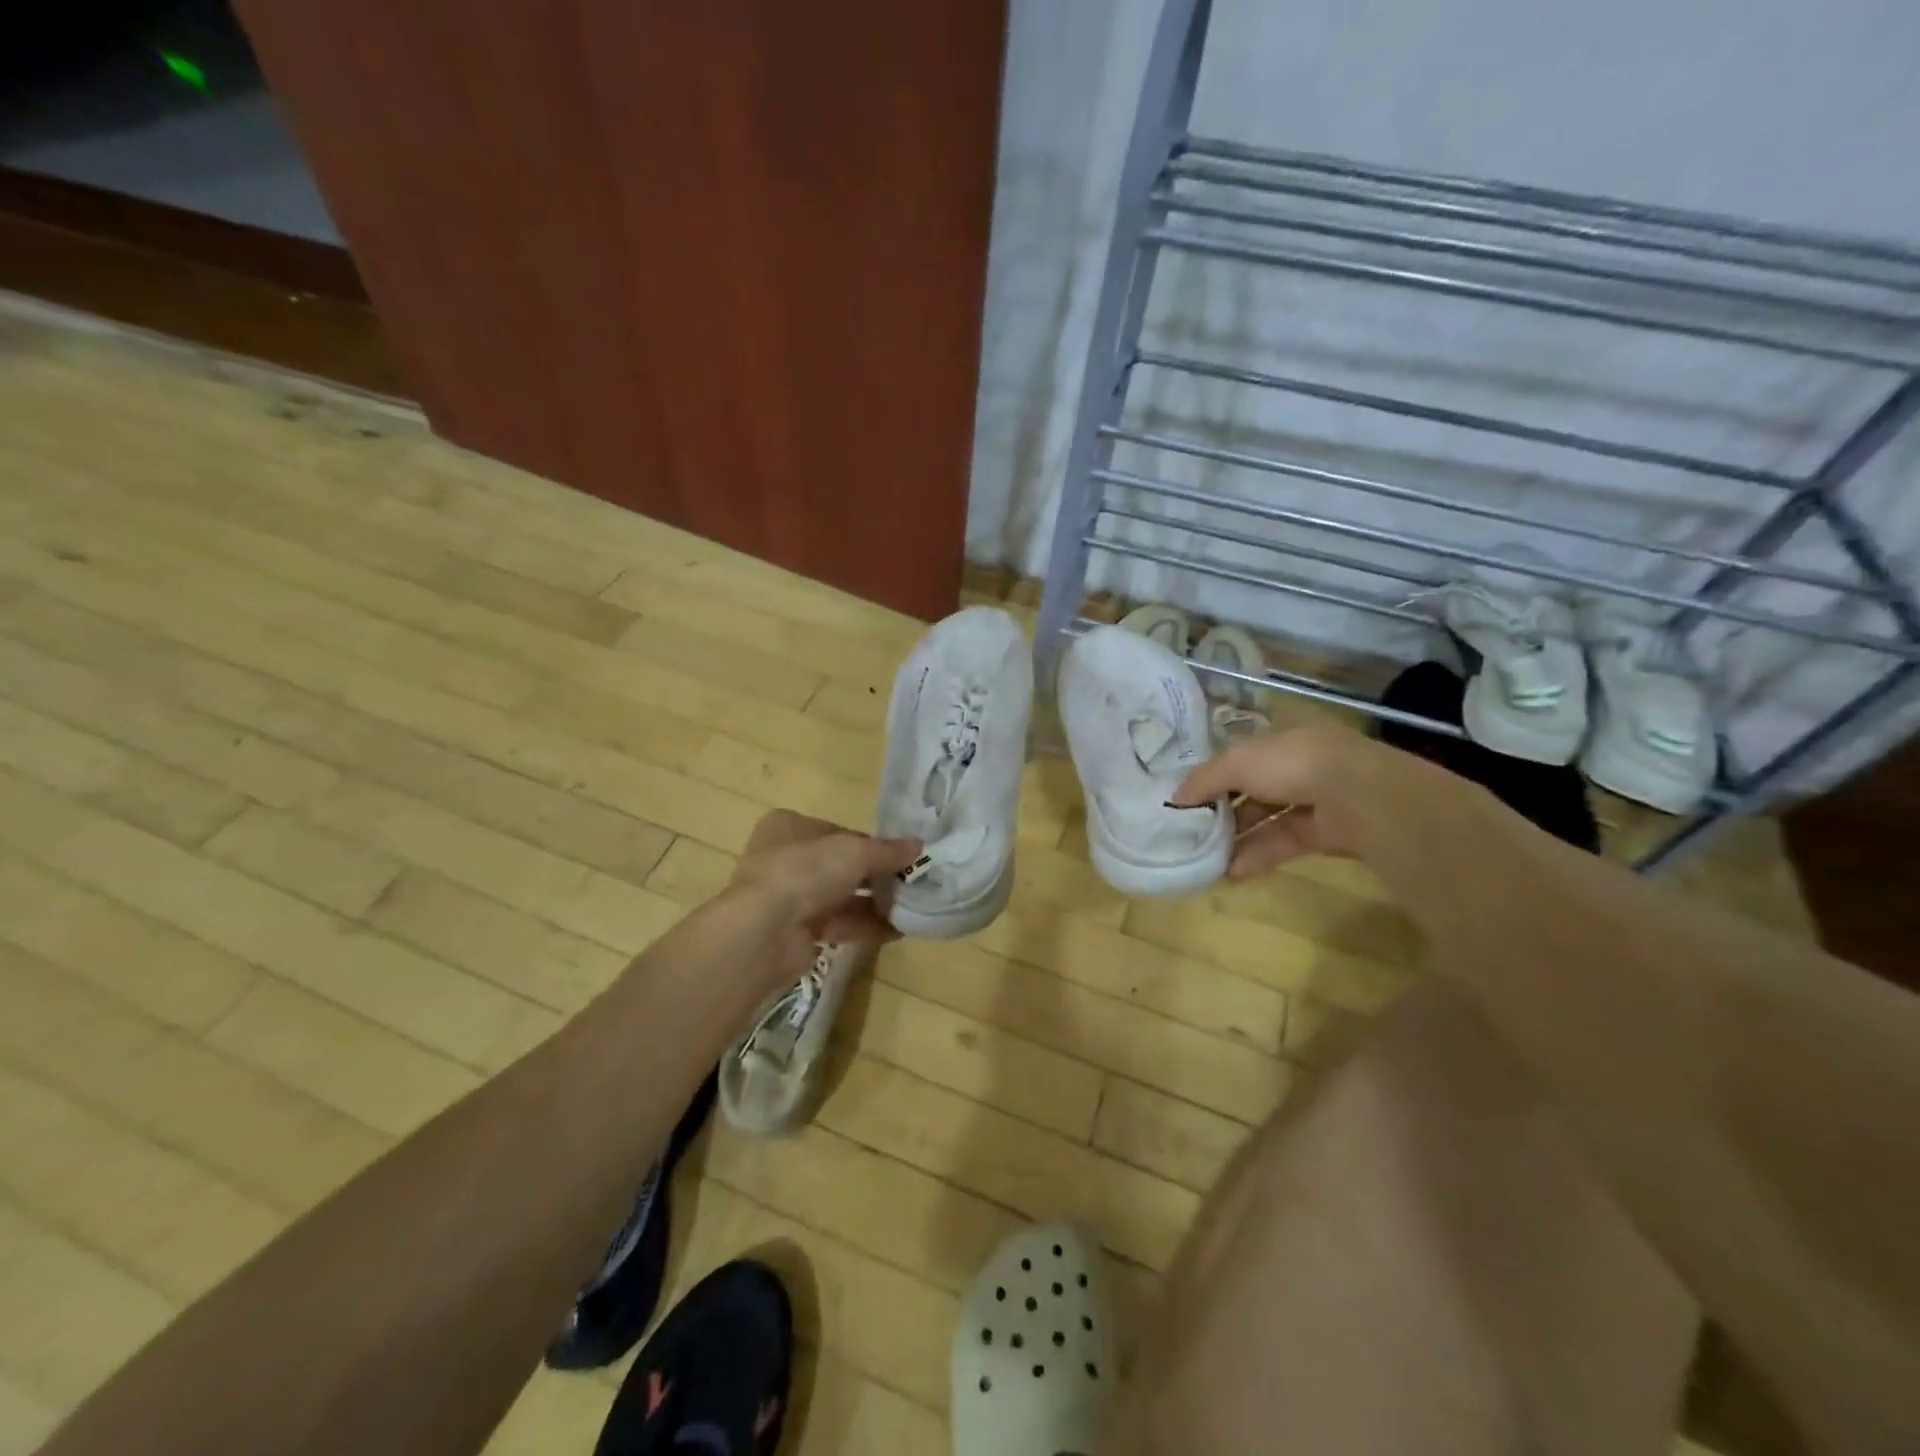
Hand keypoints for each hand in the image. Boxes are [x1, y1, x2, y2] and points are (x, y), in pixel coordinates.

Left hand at [723, 809, 920, 984]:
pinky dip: (866, 926)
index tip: (901, 856)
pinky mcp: (795, 931)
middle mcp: (784, 858)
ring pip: (840, 897)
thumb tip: (919, 845)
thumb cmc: (805, 872)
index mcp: (789, 827)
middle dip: (876, 876)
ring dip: (875, 903)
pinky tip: (897, 930)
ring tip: (911, 908)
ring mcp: (788, 897)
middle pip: (840, 866)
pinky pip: (838, 924)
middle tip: (910, 883)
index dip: (871, 844)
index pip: (839, 832)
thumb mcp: (855, 852)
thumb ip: (888, 850)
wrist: (764, 932)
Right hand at [1170, 724, 1450, 878]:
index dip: (1214, 773)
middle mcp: (1298, 764)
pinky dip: (1257, 855)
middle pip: (1252, 787)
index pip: (1241, 755)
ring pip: (1267, 818)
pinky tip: (1230, 869)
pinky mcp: (1324, 832)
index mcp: (1281, 737)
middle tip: (1191, 828)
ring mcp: (1314, 799)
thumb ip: (1204, 779)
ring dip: (1237, 836)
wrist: (1357, 795)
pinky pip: (1283, 842)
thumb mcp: (1236, 762)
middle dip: (1223, 808)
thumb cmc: (1291, 763)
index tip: (1187, 795)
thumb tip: (1174, 798)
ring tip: (1205, 855)